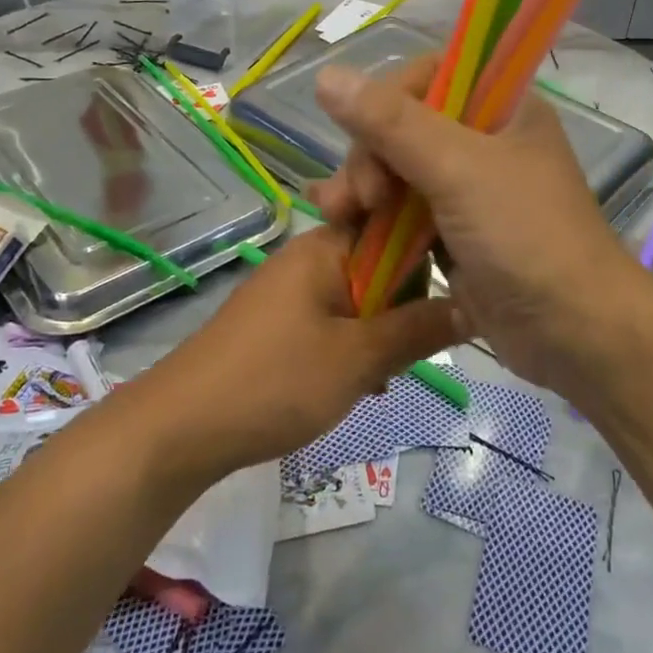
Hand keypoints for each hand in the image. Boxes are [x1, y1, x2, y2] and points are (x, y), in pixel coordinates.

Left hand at [130, 225, 456, 481]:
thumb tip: (473, 305)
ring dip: (380, 333)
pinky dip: (352, 347)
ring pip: (359, 299)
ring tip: (386, 377)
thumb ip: (418, 329)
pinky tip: (359, 386)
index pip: (395, 224)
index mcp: (327, 246)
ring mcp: (290, 291)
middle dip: (405, 306)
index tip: (457, 290)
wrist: (179, 428)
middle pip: (380, 265)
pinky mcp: (278, 323)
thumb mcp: (358, 358)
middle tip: (415, 350)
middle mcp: (309, 257)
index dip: (429, 253)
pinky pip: (333, 321)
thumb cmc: (274, 381)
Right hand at [311, 59, 643, 392]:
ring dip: (362, 188)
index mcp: (501, 107)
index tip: (369, 137)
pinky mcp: (454, 232)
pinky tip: (341, 228)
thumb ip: (391, 123)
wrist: (575, 334)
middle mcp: (485, 140)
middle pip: (404, 125)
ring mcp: (469, 188)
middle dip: (369, 156)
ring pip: (397, 170)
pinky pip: (403, 211)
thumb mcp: (457, 170)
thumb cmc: (525, 237)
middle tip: (358, 198)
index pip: (429, 76)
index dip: (389, 100)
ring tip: (336, 216)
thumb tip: (326, 75)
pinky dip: (373, 219)